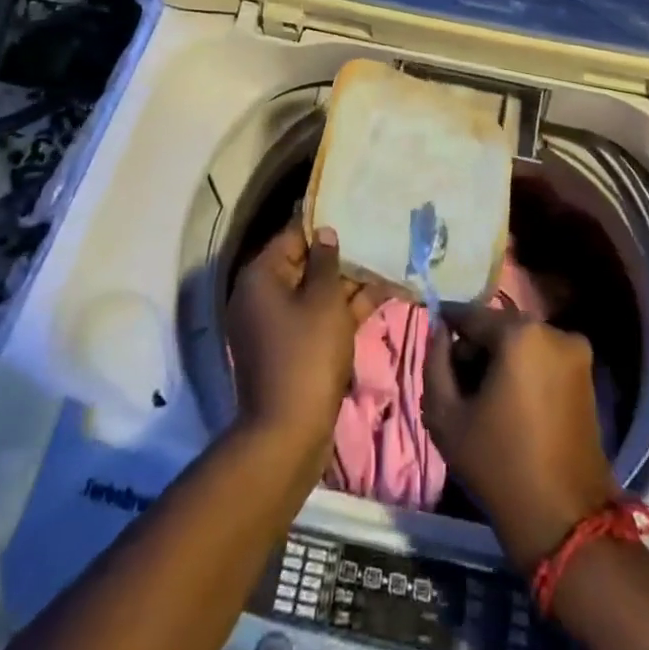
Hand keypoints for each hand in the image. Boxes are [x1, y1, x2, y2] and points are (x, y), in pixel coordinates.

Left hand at [226, 225, 386, 461]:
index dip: (324, 226)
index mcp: (261, 277)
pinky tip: (379, 298)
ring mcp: (275, 325)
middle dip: (341, 258)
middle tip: (376, 242)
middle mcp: (261, 296)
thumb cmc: (307, 354)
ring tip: (387, 268)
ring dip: (348, 285)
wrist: (289, 434)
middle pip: (304, 264)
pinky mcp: (289, 349)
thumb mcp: (325, 300)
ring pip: (314, 293)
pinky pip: (316, 318)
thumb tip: (325, 233)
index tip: (354, 215)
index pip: (293, 236)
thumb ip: (327, 261)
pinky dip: (343, 311)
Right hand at [422, 306, 617, 568]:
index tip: (434, 338)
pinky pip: (543, 358)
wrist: (564, 521)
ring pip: (522, 342)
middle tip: (457, 380)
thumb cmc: (498, 465)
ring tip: (484, 396)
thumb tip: (439, 333)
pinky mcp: (587, 375)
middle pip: (499, 327)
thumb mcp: (446, 416)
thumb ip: (435, 363)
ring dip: (501, 358)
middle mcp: (553, 331)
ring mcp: (576, 352)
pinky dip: (524, 370)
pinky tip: (511, 403)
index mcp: (520, 333)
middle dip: (476, 346)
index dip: (448, 325)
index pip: (472, 315)